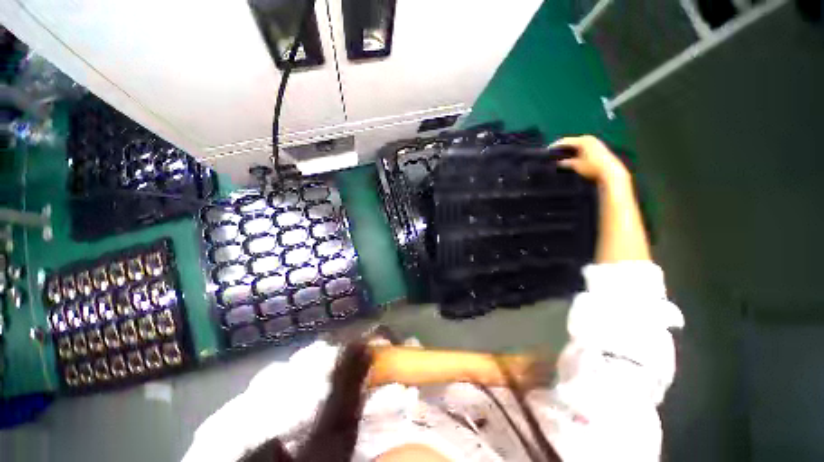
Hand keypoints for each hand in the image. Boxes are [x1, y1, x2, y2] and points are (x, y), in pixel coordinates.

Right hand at [550, 135, 627, 184]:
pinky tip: (570, 159)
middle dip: (562, 148)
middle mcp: (589, 139)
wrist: (611, 173)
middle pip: (572, 142)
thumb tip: (558, 162)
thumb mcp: (576, 165)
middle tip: (552, 154)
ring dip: (568, 151)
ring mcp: (595, 144)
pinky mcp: (598, 150)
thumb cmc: (592, 167)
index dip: (555, 146)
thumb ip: (565, 162)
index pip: (565, 141)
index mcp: (583, 140)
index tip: (546, 151)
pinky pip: (582, 149)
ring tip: (559, 157)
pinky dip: (575, 153)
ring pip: (577, 146)